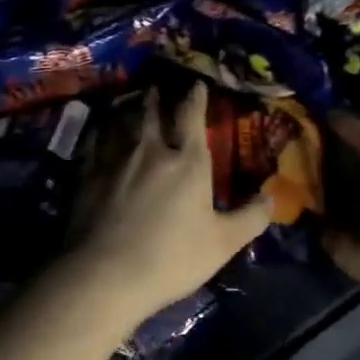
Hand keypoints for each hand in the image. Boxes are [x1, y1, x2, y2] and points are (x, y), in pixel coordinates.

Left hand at [77, 83, 272, 321]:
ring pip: (122, 124)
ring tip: (130, 106)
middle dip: (157, 99)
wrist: (104, 275)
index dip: (195, 98)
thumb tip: (271, 198)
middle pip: (152, 114)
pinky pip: (94, 144)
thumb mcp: (222, 244)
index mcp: (187, 161)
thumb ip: (249, 218)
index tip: (196, 85)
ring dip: (129, 112)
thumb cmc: (171, 258)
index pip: (191, 117)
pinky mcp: (87, 177)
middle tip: (156, 87)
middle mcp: (150, 151)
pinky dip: (100, 134)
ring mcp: (114, 160)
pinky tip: (98, 135)